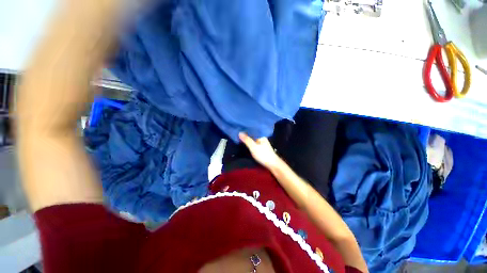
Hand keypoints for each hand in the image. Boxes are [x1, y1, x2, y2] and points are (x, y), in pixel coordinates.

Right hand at [239, 133, 280, 169]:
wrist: (272, 165)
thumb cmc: (263, 155)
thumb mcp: (253, 147)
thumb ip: (247, 140)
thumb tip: (239, 132)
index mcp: (261, 136)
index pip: (252, 130)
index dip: (245, 129)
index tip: (238, 128)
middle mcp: (261, 138)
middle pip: (252, 135)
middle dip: (245, 134)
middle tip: (236, 133)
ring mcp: (261, 144)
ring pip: (252, 139)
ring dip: (247, 139)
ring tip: (238, 137)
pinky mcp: (261, 149)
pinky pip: (253, 143)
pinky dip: (249, 143)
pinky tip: (245, 143)